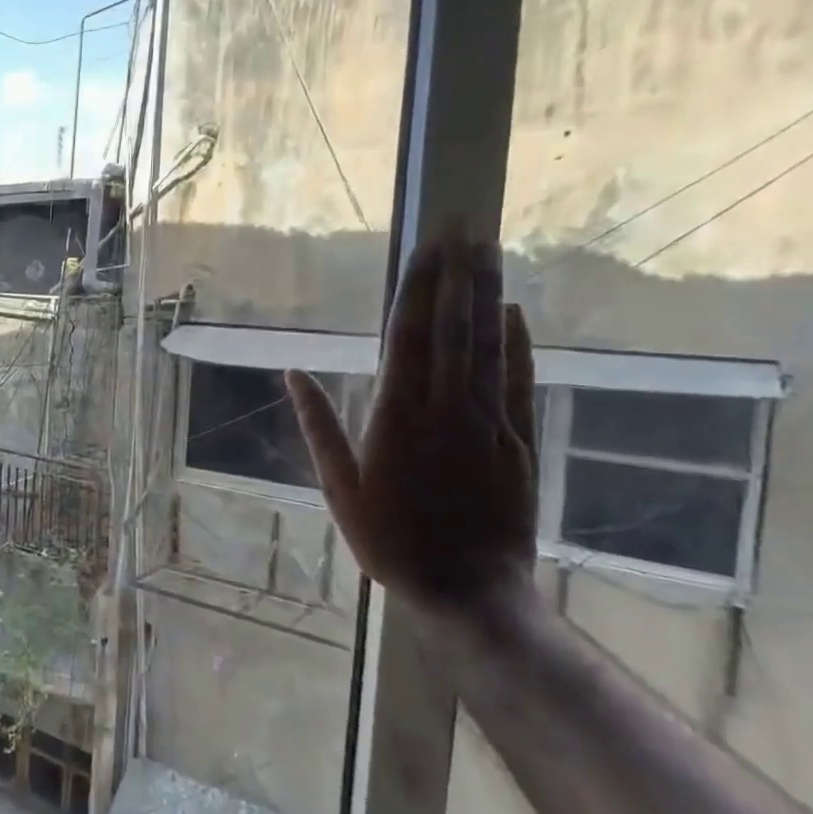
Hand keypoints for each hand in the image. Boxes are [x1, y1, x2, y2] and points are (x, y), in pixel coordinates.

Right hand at [285, 234, 537, 620]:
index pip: (408, 336)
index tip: (425, 246)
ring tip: (487, 250)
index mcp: (396, 416)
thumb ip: (320, 426)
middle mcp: (445, 406)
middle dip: (457, 273)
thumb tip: (294, 374)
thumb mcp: (338, 487)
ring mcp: (487, 421)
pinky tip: (514, 311)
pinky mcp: (518, 440)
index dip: (417, 288)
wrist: (469, 589)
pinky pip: (518, 380)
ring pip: (489, 344)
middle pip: (454, 328)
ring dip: (487, 294)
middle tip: (465, 224)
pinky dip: (518, 342)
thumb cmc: (390, 540)